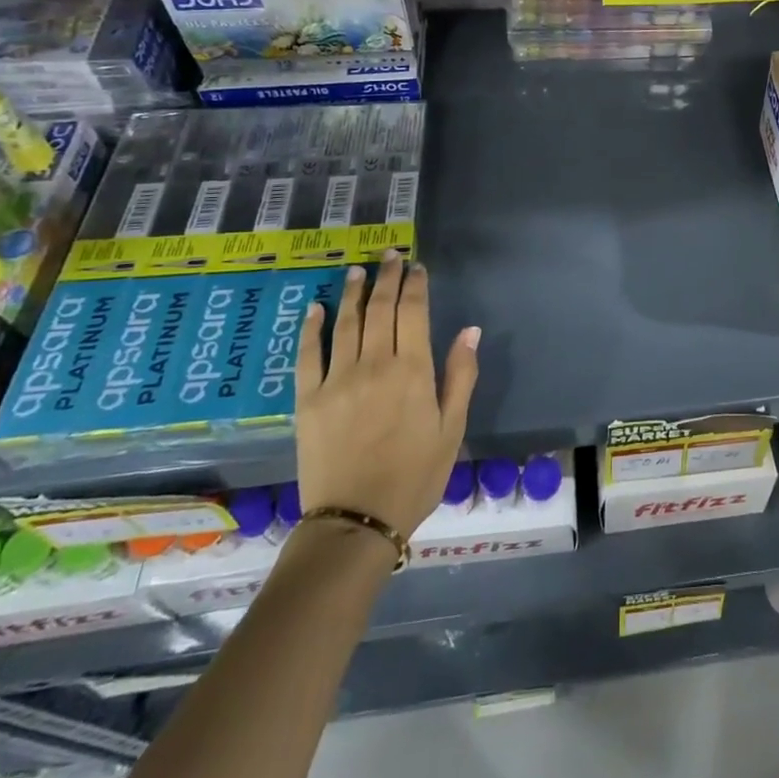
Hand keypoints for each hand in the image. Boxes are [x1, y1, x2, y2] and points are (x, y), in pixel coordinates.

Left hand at [295, 253, 479, 538]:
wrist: (356, 522)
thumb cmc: (415, 476)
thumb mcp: (452, 429)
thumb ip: (461, 375)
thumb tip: (470, 330)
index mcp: (413, 371)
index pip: (414, 312)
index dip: (415, 285)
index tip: (416, 267)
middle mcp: (375, 365)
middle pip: (380, 309)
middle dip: (386, 277)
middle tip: (389, 256)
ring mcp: (338, 380)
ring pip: (346, 323)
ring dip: (353, 292)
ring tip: (357, 270)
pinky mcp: (308, 399)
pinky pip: (308, 354)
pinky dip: (312, 327)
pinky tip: (316, 308)